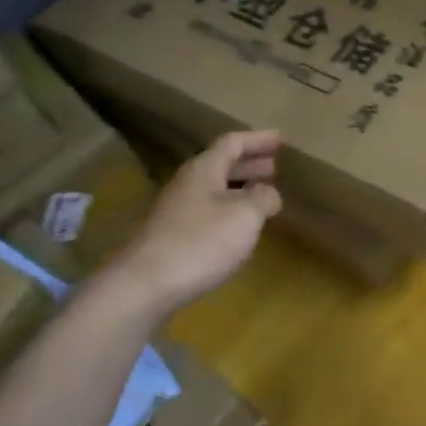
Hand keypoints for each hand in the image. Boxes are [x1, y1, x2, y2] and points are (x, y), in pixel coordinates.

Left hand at [110, 130, 283, 312]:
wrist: (145, 285)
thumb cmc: (200, 243)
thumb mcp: (244, 216)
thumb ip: (262, 198)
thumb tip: (268, 192)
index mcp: (204, 170)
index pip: (233, 143)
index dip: (258, 139)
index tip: (280, 139)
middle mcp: (188, 183)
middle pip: (221, 164)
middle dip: (249, 163)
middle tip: (274, 166)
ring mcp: (176, 210)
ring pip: (214, 188)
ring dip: (239, 186)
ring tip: (261, 195)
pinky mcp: (172, 235)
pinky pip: (207, 210)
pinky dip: (228, 209)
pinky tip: (238, 226)